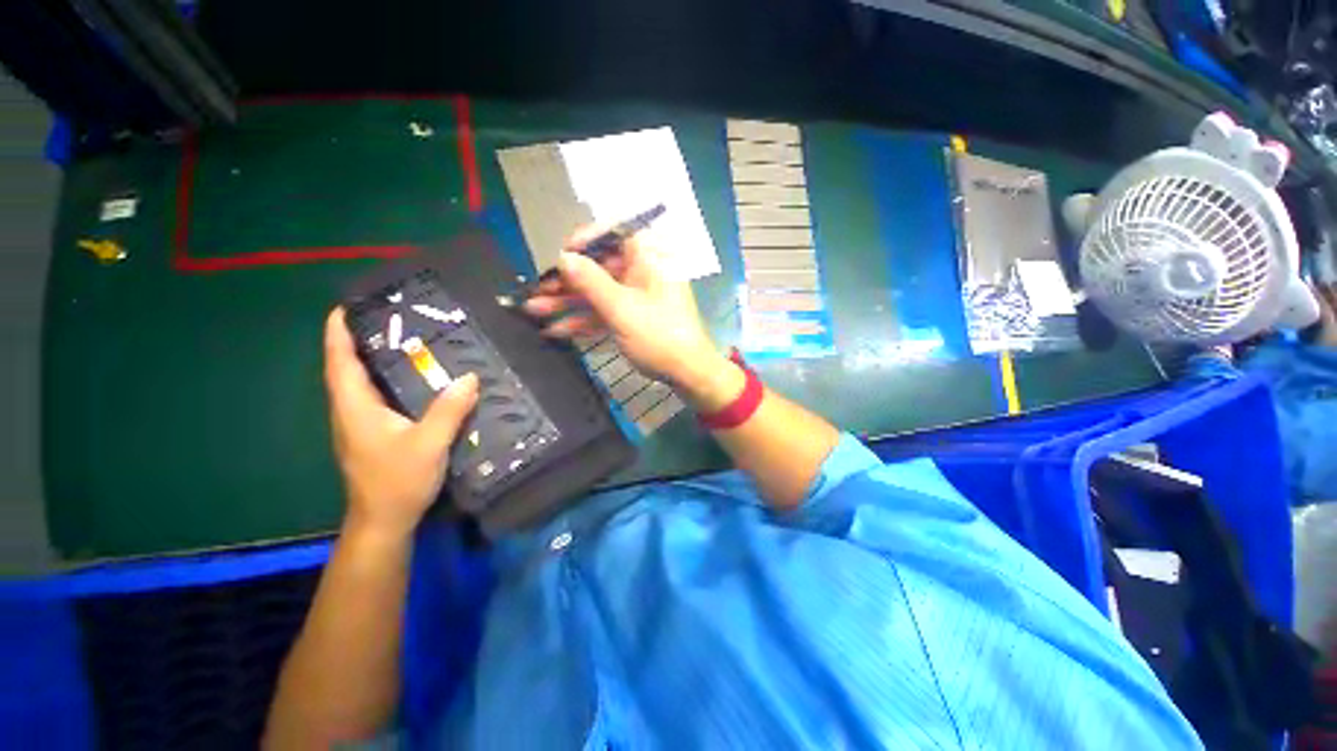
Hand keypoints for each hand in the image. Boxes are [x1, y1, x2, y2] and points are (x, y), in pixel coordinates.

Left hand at [323, 308, 478, 538]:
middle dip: (360, 340)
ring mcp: (361, 424)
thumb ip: (449, 409)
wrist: (384, 520)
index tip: (345, 307)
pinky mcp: (374, 434)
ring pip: (362, 383)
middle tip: (389, 317)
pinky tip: (413, 378)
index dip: (338, 334)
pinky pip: (376, 396)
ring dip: (373, 359)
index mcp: (357, 407)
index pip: (341, 363)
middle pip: (348, 368)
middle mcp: (352, 411)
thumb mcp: (429, 443)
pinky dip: (387, 379)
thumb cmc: (399, 481)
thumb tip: (469, 377)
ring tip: (403, 340)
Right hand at [523, 226, 742, 410]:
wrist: (688, 373)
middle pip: (599, 268)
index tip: (560, 256)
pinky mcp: (634, 318)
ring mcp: (638, 296)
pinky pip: (606, 312)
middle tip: (536, 292)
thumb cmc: (658, 335)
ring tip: (533, 312)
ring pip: (599, 292)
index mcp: (648, 258)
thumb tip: (563, 257)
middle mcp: (642, 272)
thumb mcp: (621, 308)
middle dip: (566, 282)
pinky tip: (556, 330)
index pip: (614, 233)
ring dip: (568, 303)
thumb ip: (590, 281)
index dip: (585, 240)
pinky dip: (584, 320)